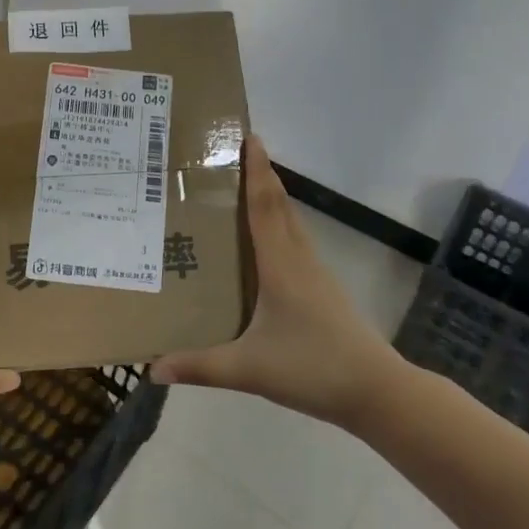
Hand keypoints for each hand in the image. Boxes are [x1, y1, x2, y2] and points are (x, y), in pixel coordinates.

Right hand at [150, 134, 402, 427]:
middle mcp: (298, 260)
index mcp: (280, 266)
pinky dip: (279, 225)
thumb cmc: (313, 368)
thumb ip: (200, 367)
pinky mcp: (323, 290)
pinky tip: (265, 243)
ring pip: (291, 223)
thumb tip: (152, 369)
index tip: (249, 137)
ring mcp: (315, 274)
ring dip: (271, 198)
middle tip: (234, 154)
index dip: (256, 170)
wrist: (377, 391)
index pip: (264, 206)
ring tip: (243, 188)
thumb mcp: (249, 369)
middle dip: (261, 175)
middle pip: (280, 206)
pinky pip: (295, 242)